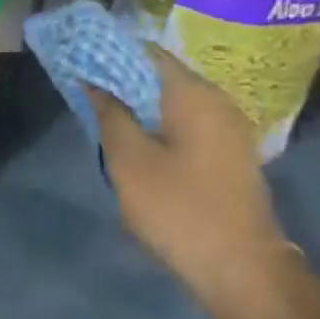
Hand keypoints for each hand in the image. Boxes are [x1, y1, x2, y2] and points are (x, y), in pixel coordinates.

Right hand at [90, 47, 288, 290]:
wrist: (240, 265)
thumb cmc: (179, 209)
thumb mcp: (130, 162)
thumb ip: (111, 116)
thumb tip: (96, 83)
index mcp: (194, 95)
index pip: (147, 53)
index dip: (110, 53)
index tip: (80, 61)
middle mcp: (217, 102)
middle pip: (161, 76)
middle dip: (122, 79)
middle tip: (84, 90)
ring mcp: (227, 129)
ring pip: (173, 102)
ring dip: (138, 105)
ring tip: (102, 116)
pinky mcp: (227, 154)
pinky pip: (185, 124)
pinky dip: (157, 124)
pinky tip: (135, 141)